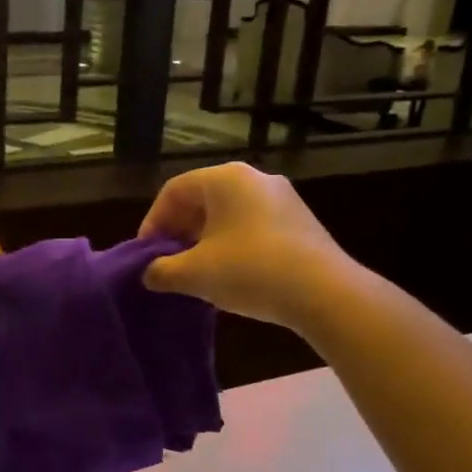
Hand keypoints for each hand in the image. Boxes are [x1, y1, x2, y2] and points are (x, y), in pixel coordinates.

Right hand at [139, 163, 350, 330]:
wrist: (325, 293)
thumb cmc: (250, 271)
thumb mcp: (195, 274)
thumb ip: (162, 271)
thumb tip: (149, 274)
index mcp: (225, 179)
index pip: (174, 190)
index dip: (153, 222)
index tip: (146, 254)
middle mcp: (255, 178)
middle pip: (202, 199)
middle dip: (179, 231)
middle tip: (168, 262)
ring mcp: (282, 198)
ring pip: (229, 214)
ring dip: (205, 240)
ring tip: (196, 272)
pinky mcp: (300, 222)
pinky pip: (253, 225)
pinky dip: (232, 244)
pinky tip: (230, 275)